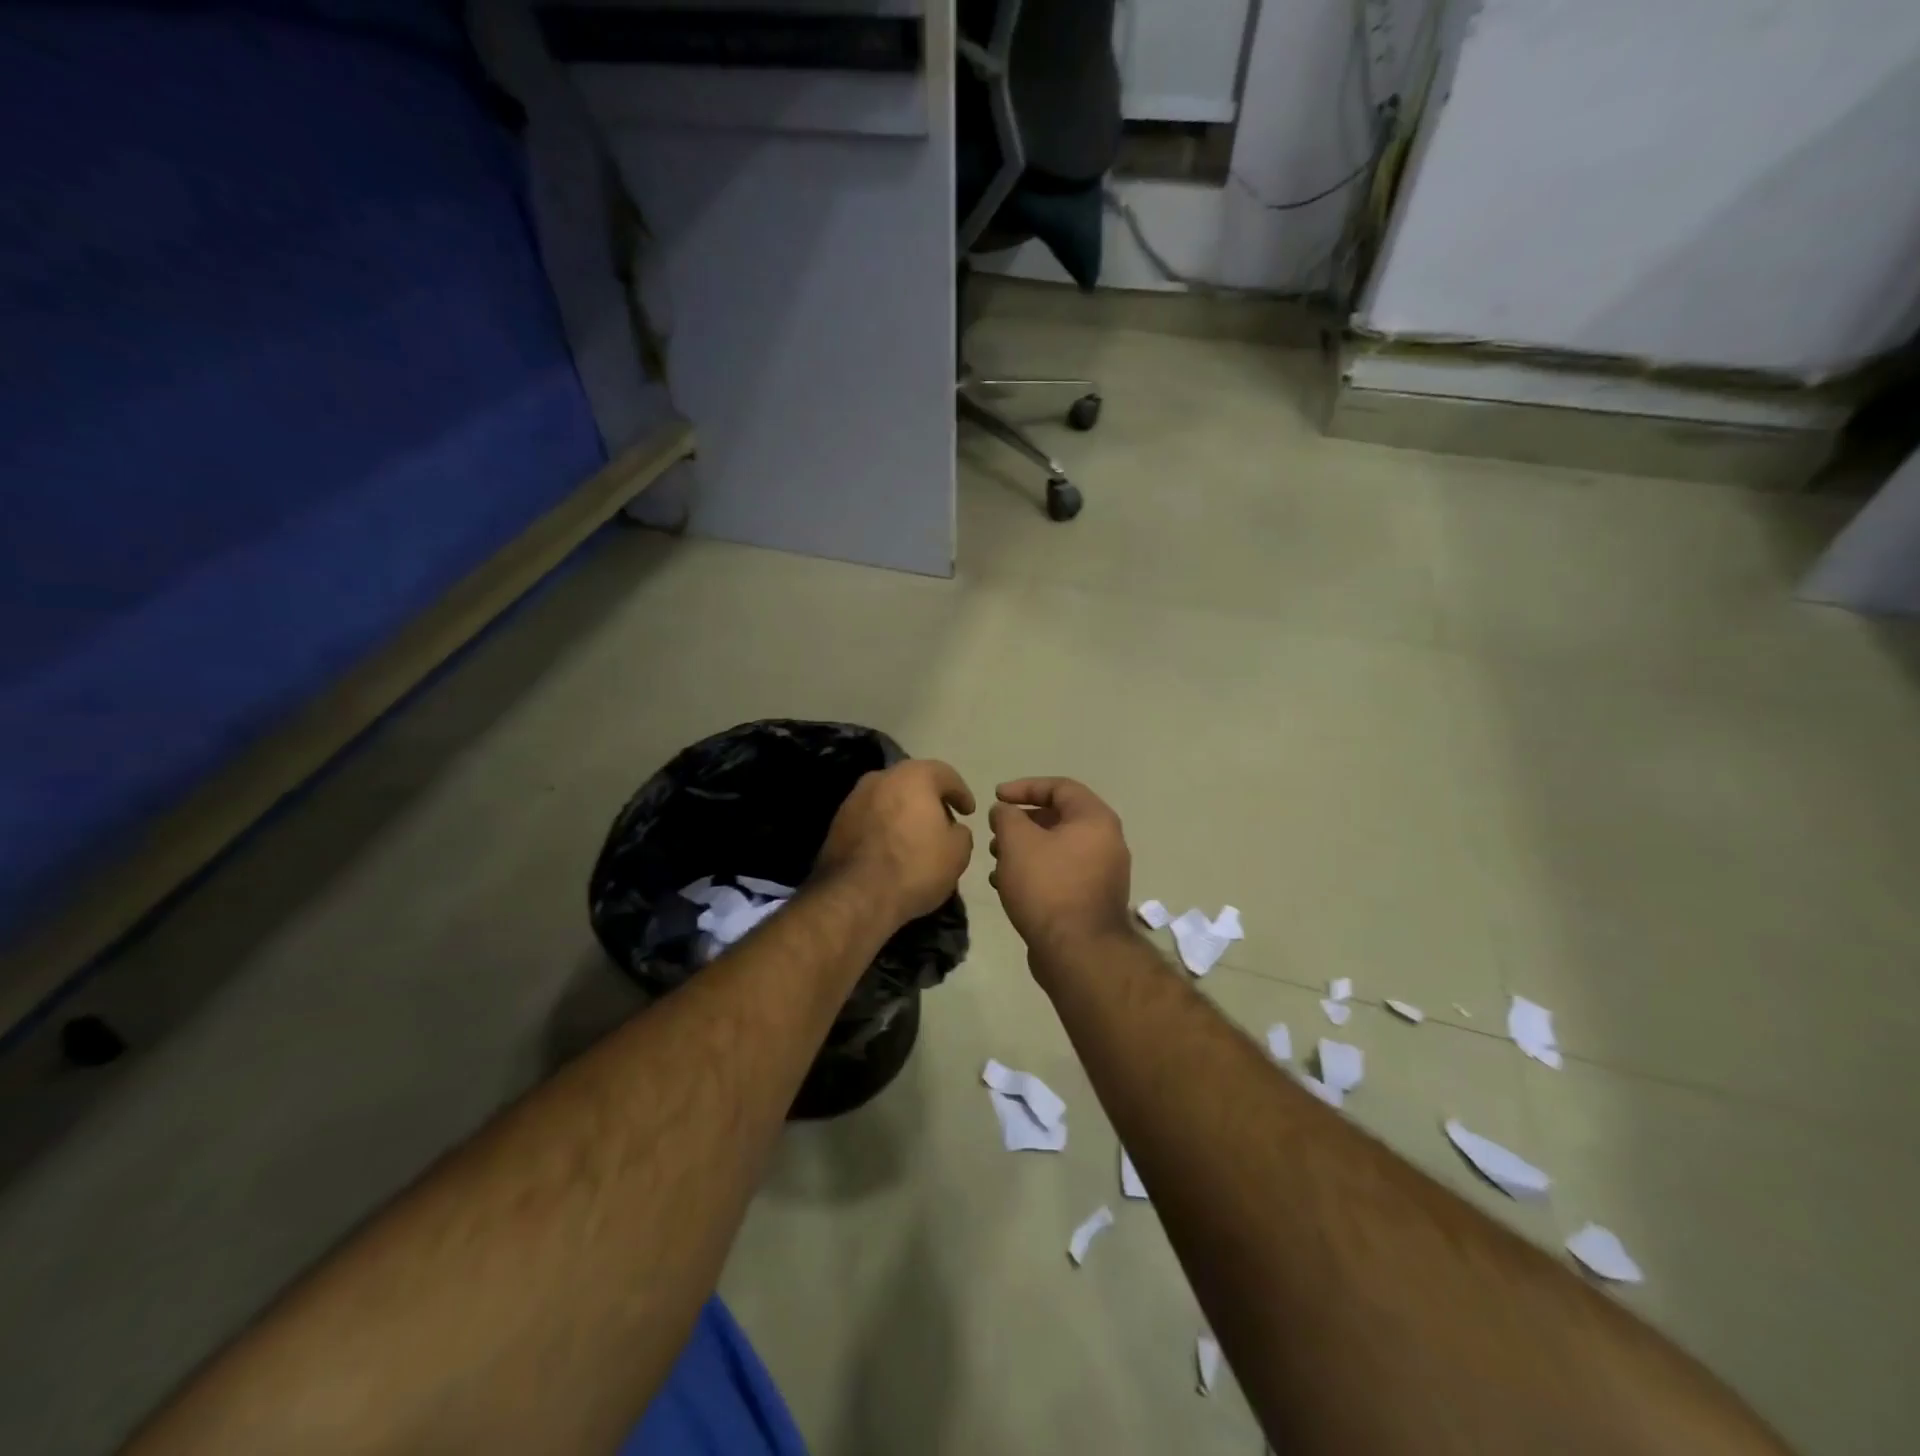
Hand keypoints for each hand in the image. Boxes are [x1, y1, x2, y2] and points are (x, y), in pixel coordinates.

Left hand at [814, 760, 975, 924]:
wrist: (856, 896)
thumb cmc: (915, 866)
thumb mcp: (957, 852)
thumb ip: (961, 832)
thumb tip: (952, 829)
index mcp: (913, 776)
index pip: (945, 774)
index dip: (961, 793)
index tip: (969, 811)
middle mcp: (880, 778)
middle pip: (912, 783)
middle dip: (929, 800)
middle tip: (943, 821)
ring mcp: (853, 799)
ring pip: (888, 799)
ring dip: (903, 813)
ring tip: (916, 837)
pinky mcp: (837, 823)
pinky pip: (870, 818)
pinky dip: (883, 827)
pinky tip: (891, 848)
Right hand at [988, 778, 1133, 962]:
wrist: (1077, 952)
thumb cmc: (1047, 886)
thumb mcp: (1017, 842)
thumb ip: (1007, 816)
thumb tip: (1005, 811)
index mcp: (1095, 819)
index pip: (1060, 787)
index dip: (1024, 787)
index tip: (996, 797)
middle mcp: (1106, 841)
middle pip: (1059, 818)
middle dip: (1022, 822)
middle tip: (995, 831)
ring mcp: (1102, 873)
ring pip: (1057, 848)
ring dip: (1024, 849)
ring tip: (995, 860)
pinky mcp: (1092, 900)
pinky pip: (1061, 874)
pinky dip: (1035, 872)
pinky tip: (1007, 885)